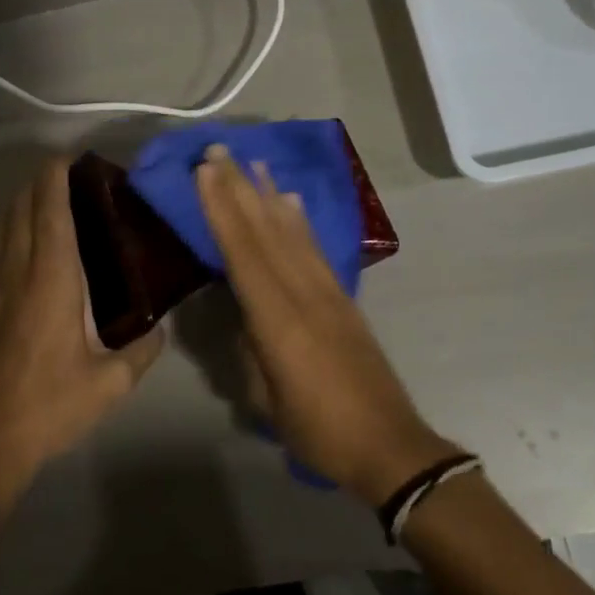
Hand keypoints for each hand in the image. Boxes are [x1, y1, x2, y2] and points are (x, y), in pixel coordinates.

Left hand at [0, 157, 164, 492]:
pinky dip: (6, 227)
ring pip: (1, 223)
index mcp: (51, 279)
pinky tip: (20, 239)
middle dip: (41, 181)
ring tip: (46, 198)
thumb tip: (162, 328)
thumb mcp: (109, 384)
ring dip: (21, 201)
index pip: (51, 210)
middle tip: (70, 176)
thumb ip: (143, 351)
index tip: (73, 159)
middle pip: (22, 206)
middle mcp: (16, 270)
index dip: (57, 176)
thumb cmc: (50, 406)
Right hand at [196, 146, 454, 506]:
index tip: (205, 172)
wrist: (390, 445)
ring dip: (267, 194)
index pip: (243, 253)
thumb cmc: (320, 432)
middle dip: (239, 188)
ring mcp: (328, 291)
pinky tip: (290, 200)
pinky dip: (299, 219)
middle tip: (219, 150)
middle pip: (265, 231)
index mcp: (278, 321)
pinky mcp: (344, 297)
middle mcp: (304, 293)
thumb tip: (239, 314)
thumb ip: (249, 350)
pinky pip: (315, 247)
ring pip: (291, 232)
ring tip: (251, 162)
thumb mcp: (267, 401)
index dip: (222, 210)